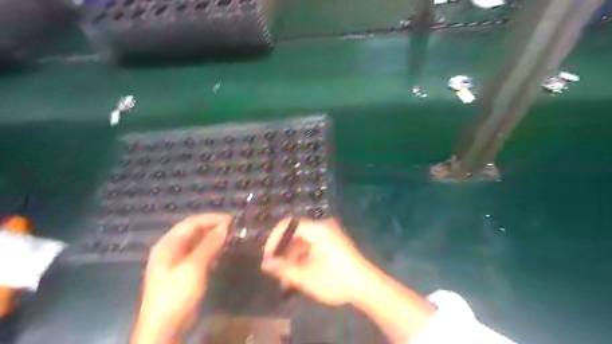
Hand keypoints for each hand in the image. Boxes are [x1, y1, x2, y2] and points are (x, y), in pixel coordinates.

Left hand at [132, 214, 232, 341]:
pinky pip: (199, 254)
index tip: (231, 220)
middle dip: (213, 227)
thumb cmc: (176, 293)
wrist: (164, 327)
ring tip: (230, 237)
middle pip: (193, 231)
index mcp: (167, 244)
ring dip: (213, 238)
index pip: (191, 222)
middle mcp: (170, 249)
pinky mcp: (184, 271)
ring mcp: (176, 261)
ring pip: (197, 242)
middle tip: (233, 228)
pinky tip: (222, 251)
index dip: (211, 219)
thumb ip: (209, 244)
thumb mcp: (194, 267)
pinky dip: (210, 249)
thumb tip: (225, 227)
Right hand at [259, 218, 369, 305]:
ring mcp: (329, 234)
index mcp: (317, 229)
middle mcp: (323, 227)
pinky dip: (303, 257)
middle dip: (283, 252)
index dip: (273, 240)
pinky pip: (313, 245)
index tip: (267, 257)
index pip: (288, 225)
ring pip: (303, 241)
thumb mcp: (305, 277)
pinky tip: (299, 274)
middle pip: (295, 233)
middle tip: (276, 270)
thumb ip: (282, 269)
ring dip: (293, 257)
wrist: (366, 286)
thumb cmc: (335, 280)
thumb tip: (265, 263)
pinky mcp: (333, 243)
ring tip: (287, 277)